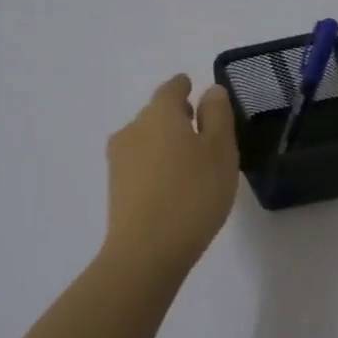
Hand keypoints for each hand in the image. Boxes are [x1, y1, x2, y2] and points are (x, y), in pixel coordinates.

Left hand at [103, 75, 239, 271]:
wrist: (147, 251)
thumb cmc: (194, 193)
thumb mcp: (220, 150)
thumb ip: (218, 115)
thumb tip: (210, 91)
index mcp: (159, 113)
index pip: (171, 88)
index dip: (184, 86)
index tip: (193, 88)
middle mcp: (133, 129)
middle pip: (156, 113)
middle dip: (177, 116)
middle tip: (202, 129)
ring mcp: (119, 159)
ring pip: (147, 139)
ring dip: (166, 142)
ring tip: (191, 161)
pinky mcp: (116, 187)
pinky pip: (141, 163)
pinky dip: (157, 164)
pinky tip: (174, 184)